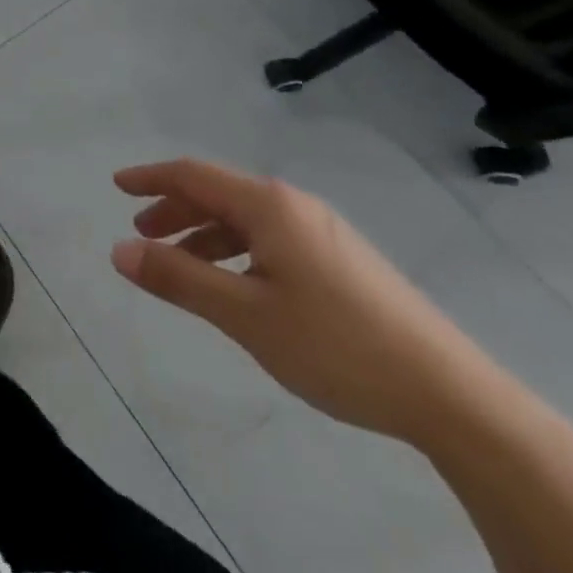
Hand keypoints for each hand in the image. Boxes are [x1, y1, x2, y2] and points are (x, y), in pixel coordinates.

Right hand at [110, 159, 497, 444]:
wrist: (455, 398)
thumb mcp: (246, 316)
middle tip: (142, 232)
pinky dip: (237, 250)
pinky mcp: (343, 261)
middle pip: (219, 192)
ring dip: (205, 233)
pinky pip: (271, 238)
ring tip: (181, 263)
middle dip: (175, 208)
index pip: (193, 175)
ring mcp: (323, 232)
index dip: (151, 178)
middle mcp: (294, 205)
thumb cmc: (337, 345)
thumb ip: (180, 279)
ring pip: (246, 219)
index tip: (117, 185)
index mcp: (268, 205)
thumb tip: (119, 250)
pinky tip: (238, 284)